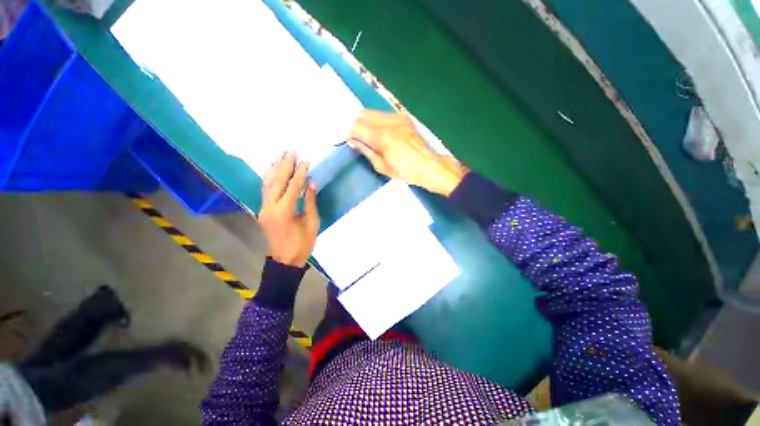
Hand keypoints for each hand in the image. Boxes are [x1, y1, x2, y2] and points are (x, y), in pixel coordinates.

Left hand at [259, 152, 319, 266]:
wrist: (285, 259)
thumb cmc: (303, 243)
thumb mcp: (312, 223)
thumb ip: (310, 202)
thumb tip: (311, 184)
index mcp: (285, 211)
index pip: (293, 186)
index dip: (301, 173)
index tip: (306, 161)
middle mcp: (270, 207)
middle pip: (278, 181)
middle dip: (285, 165)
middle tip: (292, 151)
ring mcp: (264, 208)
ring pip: (268, 183)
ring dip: (275, 168)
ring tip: (281, 154)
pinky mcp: (263, 210)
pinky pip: (265, 190)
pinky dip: (268, 178)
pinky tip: (272, 169)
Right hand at [347, 110, 467, 195]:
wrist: (428, 165)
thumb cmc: (404, 171)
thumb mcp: (381, 166)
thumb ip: (366, 150)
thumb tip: (353, 141)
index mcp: (381, 137)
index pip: (356, 127)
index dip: (348, 133)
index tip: (346, 139)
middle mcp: (388, 122)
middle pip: (362, 115)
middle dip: (355, 124)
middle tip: (355, 136)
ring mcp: (397, 117)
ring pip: (373, 112)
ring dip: (365, 121)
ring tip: (366, 134)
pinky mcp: (404, 117)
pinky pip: (384, 114)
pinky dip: (377, 120)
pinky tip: (380, 131)